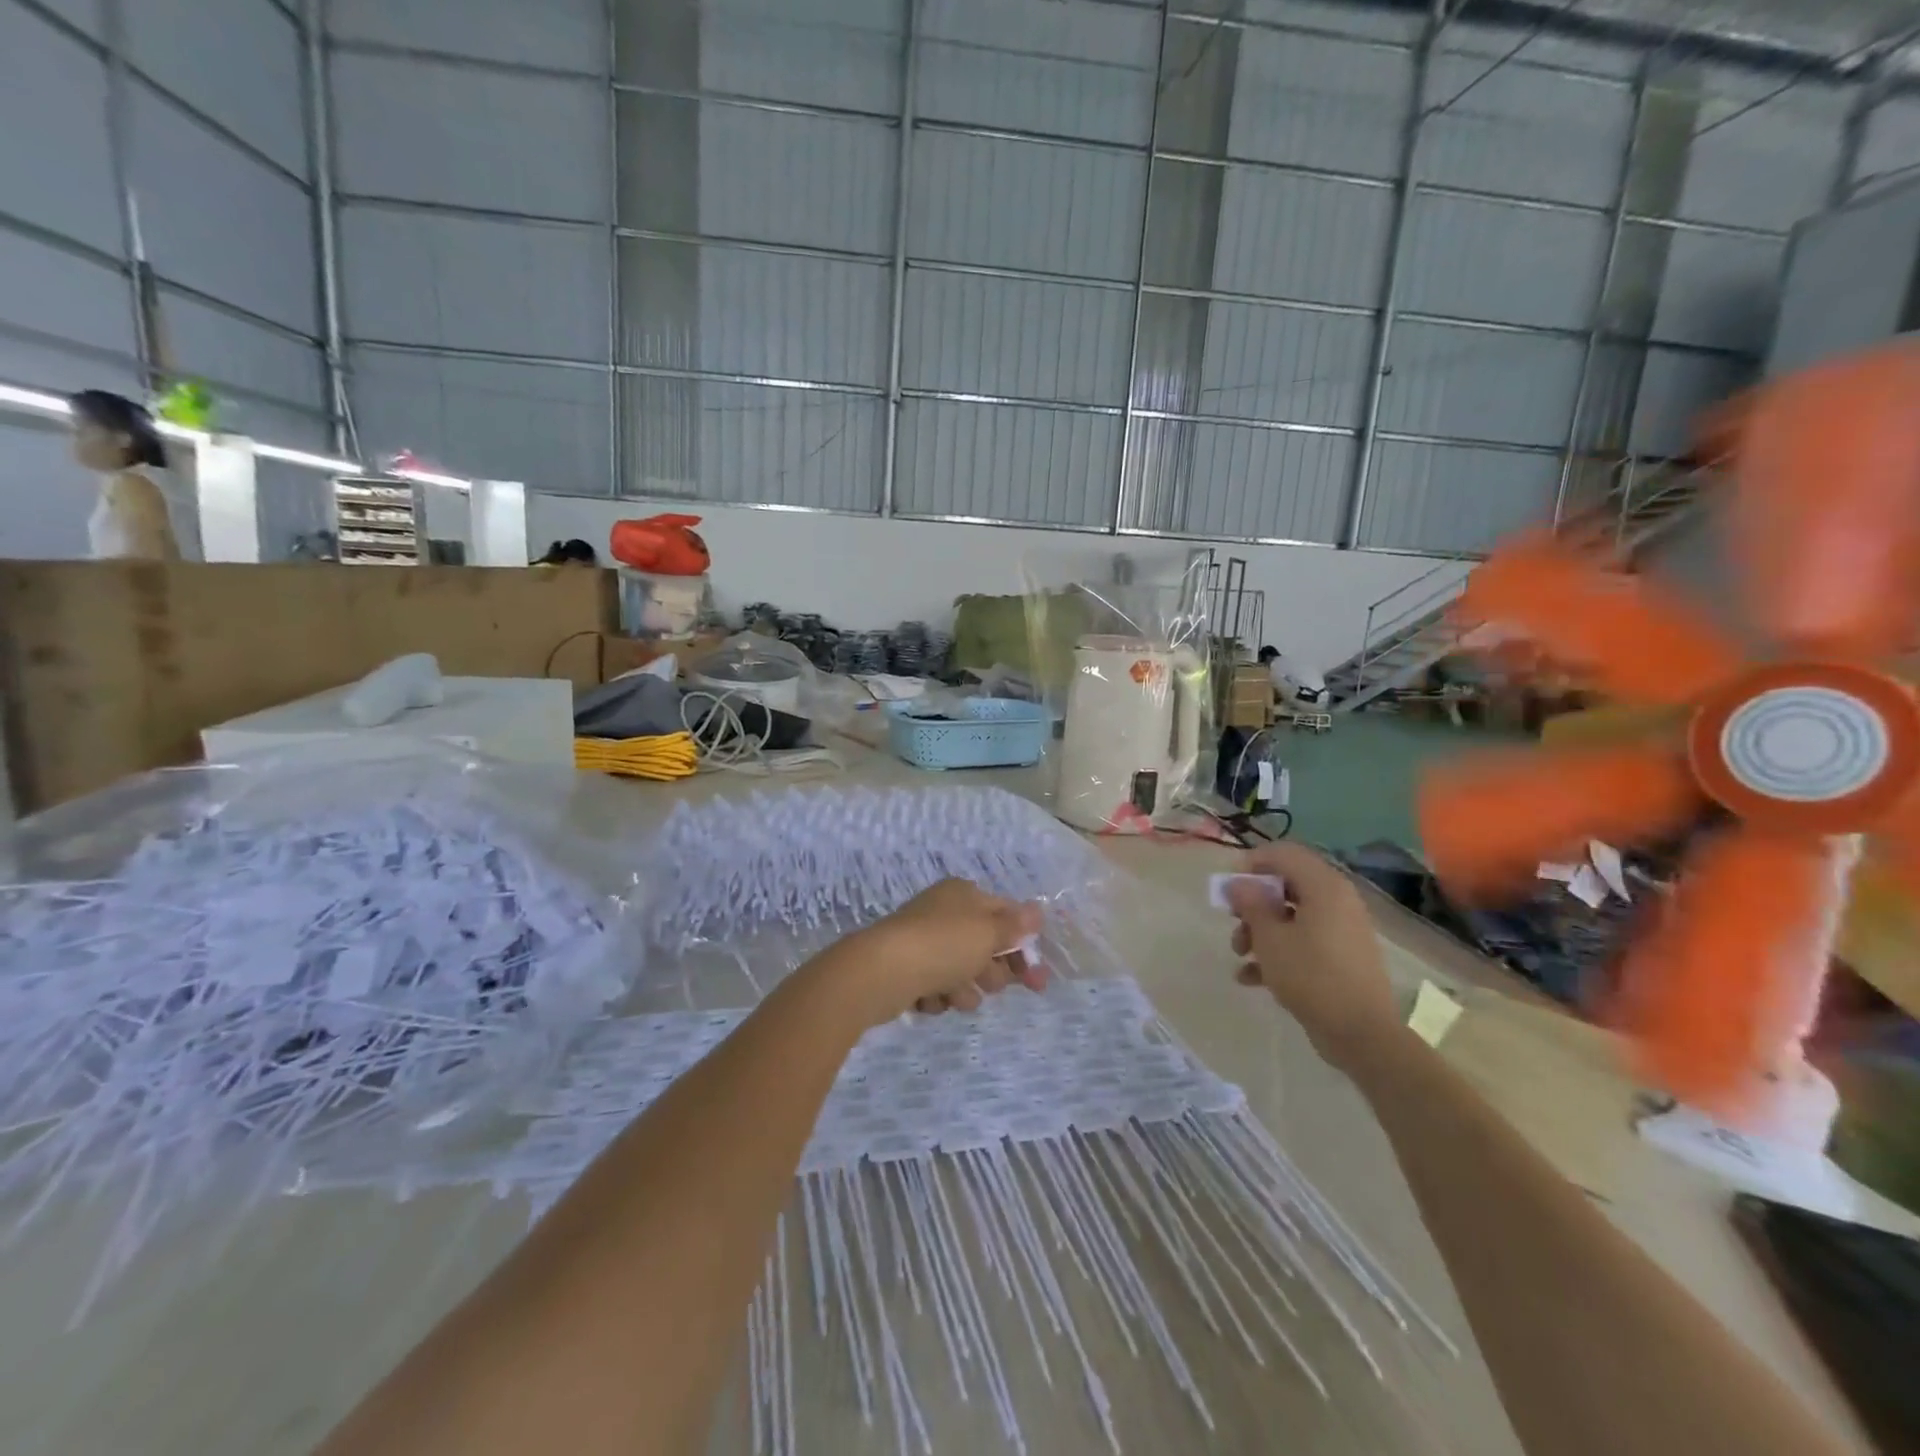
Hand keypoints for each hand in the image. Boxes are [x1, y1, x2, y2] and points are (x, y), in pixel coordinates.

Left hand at [820, 879, 1047, 1025]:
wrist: (880, 972)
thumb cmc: (942, 946)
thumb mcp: (987, 933)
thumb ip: (1014, 926)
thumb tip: (1037, 910)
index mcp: (964, 894)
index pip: (1006, 916)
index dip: (1024, 946)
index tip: (1037, 980)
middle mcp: (944, 912)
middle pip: (985, 946)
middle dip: (992, 971)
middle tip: (988, 985)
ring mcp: (923, 940)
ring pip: (961, 971)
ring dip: (964, 988)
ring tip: (953, 994)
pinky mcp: (907, 968)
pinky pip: (936, 986)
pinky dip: (937, 996)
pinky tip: (929, 999)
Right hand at [1224, 843, 1401, 1073]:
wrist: (1362, 1034)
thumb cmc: (1311, 976)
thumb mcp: (1270, 938)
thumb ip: (1251, 904)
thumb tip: (1238, 883)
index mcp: (1324, 886)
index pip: (1284, 853)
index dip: (1252, 863)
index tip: (1230, 887)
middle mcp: (1337, 900)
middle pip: (1286, 885)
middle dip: (1253, 903)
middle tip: (1233, 921)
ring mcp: (1342, 930)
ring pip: (1291, 915)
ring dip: (1261, 930)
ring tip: (1240, 955)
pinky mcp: (1341, 957)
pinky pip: (1304, 941)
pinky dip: (1278, 952)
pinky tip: (1251, 978)